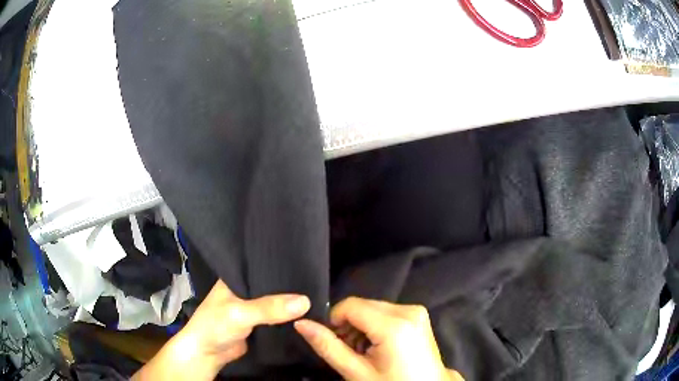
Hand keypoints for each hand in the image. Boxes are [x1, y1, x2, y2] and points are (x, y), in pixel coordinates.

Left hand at [133, 280, 310, 380]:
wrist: (207, 353)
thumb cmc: (215, 325)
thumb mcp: (240, 313)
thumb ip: (269, 308)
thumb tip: (306, 301)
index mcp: (236, 277)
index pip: (262, 264)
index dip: (282, 263)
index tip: (308, 260)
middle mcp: (245, 289)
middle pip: (272, 284)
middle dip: (291, 284)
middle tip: (318, 279)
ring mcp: (253, 307)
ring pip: (276, 302)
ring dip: (291, 302)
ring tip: (319, 293)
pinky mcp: (260, 324)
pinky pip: (278, 318)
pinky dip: (289, 317)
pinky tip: (308, 312)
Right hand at [294, 297, 463, 380]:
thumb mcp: (356, 372)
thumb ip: (327, 346)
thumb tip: (301, 323)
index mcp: (394, 325)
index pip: (350, 306)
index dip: (335, 322)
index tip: (335, 343)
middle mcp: (408, 310)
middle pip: (362, 306)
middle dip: (349, 326)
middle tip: (350, 352)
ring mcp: (416, 311)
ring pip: (373, 308)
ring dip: (361, 327)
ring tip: (365, 352)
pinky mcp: (418, 315)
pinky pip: (387, 312)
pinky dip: (375, 326)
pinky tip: (378, 347)